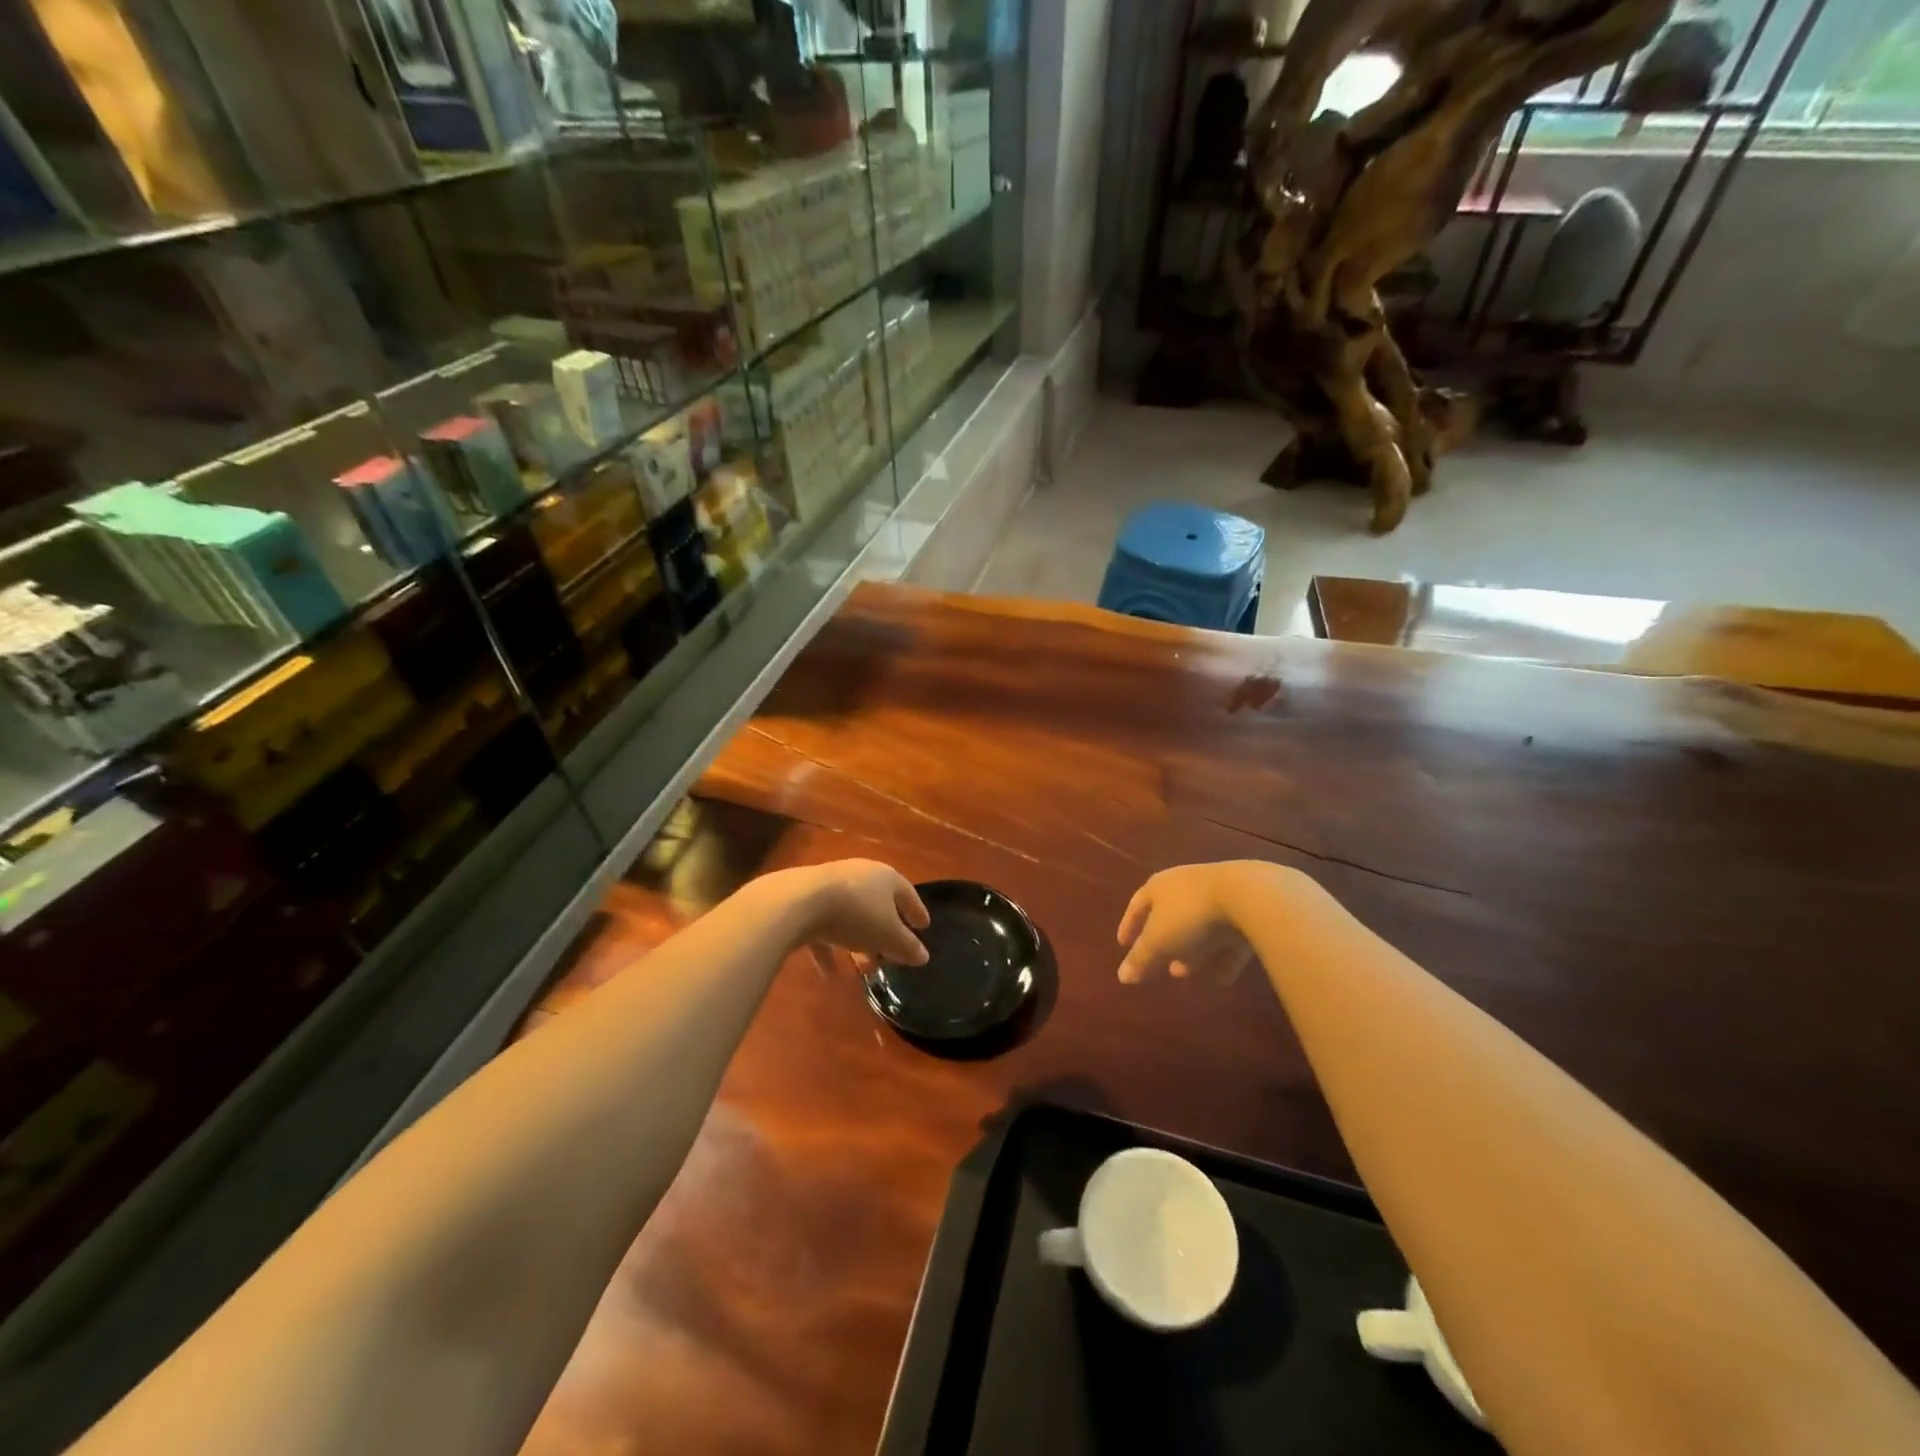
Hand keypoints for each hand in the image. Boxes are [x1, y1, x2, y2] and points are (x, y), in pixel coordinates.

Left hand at [780, 859, 930, 967]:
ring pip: (851, 916)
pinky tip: (829, 973)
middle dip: (885, 932)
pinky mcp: (805, 901)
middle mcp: (859, 875)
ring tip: (863, 968)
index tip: (924, 927)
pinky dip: (829, 948)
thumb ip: (907, 947)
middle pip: (877, 905)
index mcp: (885, 877)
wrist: (798, 903)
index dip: (916, 911)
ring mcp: (830, 886)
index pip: (907, 893)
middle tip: (891, 955)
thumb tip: (923, 956)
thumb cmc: (856, 914)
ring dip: (858, 942)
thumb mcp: (888, 936)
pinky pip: (823, 926)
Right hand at [1116, 861, 1282, 983]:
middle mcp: (1186, 886)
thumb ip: (1140, 959)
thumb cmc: (1190, 915)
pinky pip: (1228, 936)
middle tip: (1161, 966)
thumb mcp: (1158, 941)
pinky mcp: (1246, 909)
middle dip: (1164, 943)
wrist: (1250, 897)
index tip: (1123, 945)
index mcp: (1159, 886)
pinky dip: (1222, 956)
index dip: (1129, 926)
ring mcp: (1218, 895)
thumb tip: (1122, 977)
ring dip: (1192, 951)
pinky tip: (1222, 978)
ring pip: (1199, 926)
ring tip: (1186, 973)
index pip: (1137, 905)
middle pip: (1170, 916)